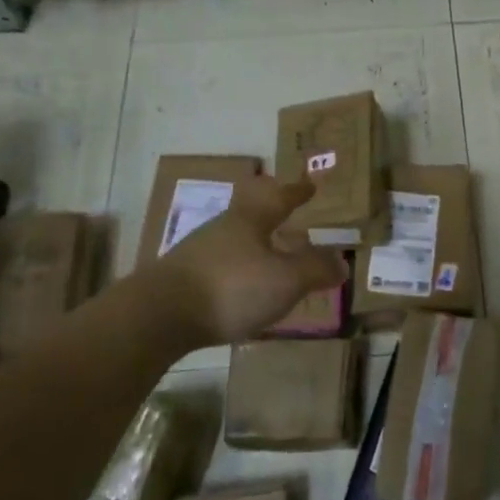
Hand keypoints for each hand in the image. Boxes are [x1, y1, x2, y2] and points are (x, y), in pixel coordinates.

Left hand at [148, 176, 347, 346]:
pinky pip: (219, 267)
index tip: (309, 185)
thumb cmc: (231, 287)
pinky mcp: (180, 279)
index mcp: (250, 219)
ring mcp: (197, 252)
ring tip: (270, 260)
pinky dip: (237, 272)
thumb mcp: (285, 280)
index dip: (297, 192)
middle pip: (252, 215)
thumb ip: (315, 269)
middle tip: (290, 221)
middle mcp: (223, 227)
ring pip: (234, 241)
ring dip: (254, 247)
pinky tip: (241, 289)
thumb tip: (341, 261)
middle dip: (272, 218)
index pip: (280, 198)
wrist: (158, 315)